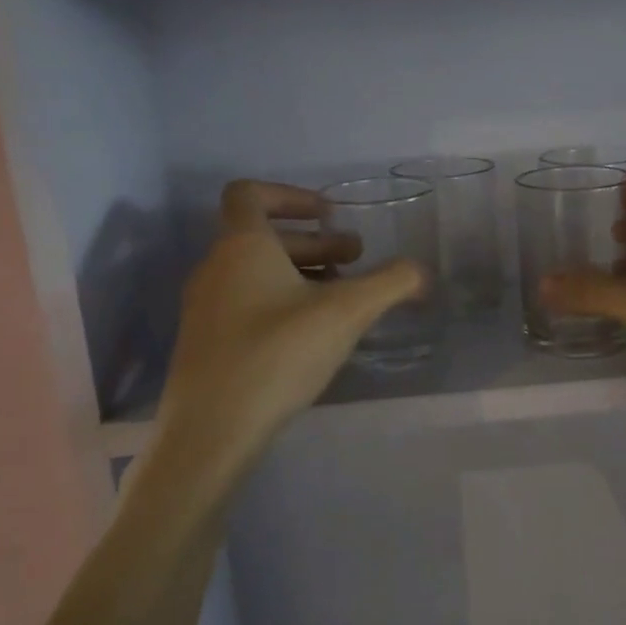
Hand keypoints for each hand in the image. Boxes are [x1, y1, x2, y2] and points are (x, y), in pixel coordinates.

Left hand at [147, 181, 424, 489]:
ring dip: (302, 273)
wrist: (211, 431)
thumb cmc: (277, 355)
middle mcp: (215, 268)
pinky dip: (281, 301)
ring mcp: (205, 307)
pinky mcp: (206, 342)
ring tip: (342, 298)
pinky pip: (246, 302)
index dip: (291, 195)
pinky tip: (312, 333)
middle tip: (355, 260)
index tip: (329, 215)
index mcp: (241, 246)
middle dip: (315, 243)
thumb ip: (389, 284)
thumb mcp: (346, 314)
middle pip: (263, 236)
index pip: (249, 193)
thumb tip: (420, 271)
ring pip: (256, 272)